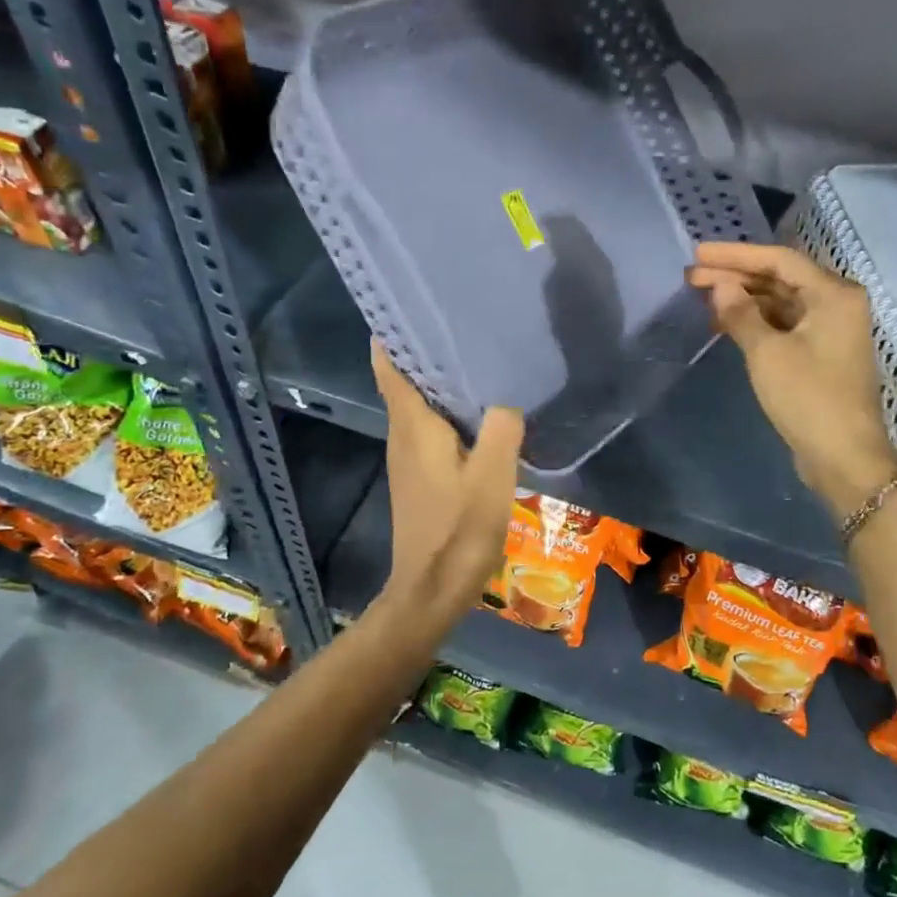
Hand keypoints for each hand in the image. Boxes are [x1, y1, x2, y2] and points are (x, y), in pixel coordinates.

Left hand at [373, 342, 522, 616]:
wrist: (432, 589)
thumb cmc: (459, 530)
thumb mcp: (492, 476)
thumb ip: (501, 429)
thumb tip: (506, 399)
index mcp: (414, 427)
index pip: (390, 369)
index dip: (392, 337)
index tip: (410, 307)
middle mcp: (402, 436)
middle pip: (405, 382)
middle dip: (423, 352)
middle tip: (460, 324)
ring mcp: (408, 459)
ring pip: (418, 407)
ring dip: (437, 383)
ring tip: (474, 359)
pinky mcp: (419, 478)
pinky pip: (428, 429)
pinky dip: (445, 411)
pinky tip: (476, 413)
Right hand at [689, 242, 896, 516]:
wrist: (844, 457)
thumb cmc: (808, 398)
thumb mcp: (767, 353)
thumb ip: (740, 313)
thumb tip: (718, 286)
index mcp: (833, 294)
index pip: (778, 260)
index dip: (734, 255)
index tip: (697, 254)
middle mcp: (837, 304)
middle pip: (780, 279)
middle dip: (735, 277)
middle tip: (691, 277)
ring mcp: (830, 330)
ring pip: (780, 303)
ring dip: (743, 299)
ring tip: (702, 298)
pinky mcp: (820, 354)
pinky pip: (784, 325)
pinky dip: (756, 322)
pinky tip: (725, 324)